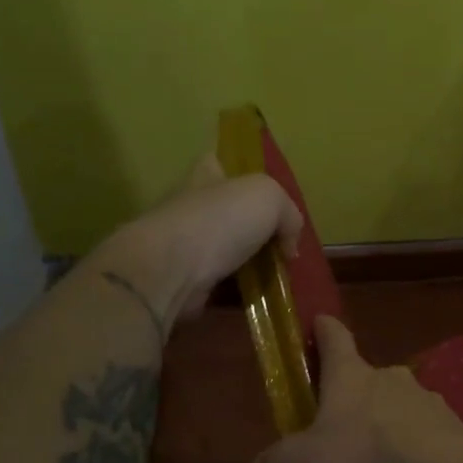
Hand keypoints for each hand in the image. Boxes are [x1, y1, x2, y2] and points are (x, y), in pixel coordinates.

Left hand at [88, 155, 302, 325]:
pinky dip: (242, 292)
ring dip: (253, 265)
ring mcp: (187, 245)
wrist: (173, 269)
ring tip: (281, 278)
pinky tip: (263, 299)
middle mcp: (194, 205)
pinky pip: (223, 284)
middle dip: (258, 230)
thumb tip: (288, 245)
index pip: (224, 163)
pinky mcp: (187, 279)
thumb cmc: (221, 220)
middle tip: (285, 247)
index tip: (271, 199)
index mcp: (207, 174)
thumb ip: (289, 214)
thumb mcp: (270, 198)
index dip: (247, 176)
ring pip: (230, 251)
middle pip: (232, 212)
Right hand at [252, 316, 462, 462]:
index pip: (334, 338)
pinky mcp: (455, 433)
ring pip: (399, 413)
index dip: (324, 330)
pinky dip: (412, 462)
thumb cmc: (361, 459)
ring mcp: (428, 404)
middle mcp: (391, 379)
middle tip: (339, 435)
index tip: (320, 321)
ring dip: (385, 435)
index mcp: (350, 376)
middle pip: (368, 380)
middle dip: (354, 402)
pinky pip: (424, 443)